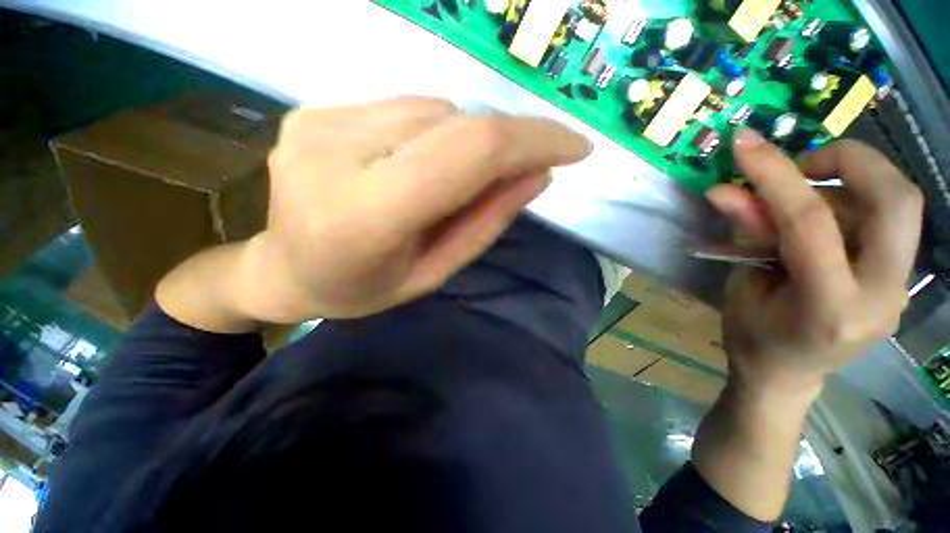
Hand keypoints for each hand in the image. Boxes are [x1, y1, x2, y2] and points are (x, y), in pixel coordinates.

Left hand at [241, 97, 590, 321]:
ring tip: (448, 183)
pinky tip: (415, 164)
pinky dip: (431, 133)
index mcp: (365, 215)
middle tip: (517, 172)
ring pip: (431, 110)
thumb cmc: (363, 288)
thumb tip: (538, 173)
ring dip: (463, 141)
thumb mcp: (433, 272)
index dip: (531, 140)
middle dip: (504, 143)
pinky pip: (403, 109)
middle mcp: (335, 153)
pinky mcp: (313, 109)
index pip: (467, 152)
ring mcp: (317, 121)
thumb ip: (485, 222)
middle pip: (454, 124)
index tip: (576, 147)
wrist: (284, 269)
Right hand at [706, 129, 923, 396]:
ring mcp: (899, 288)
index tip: (745, 142)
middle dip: (851, 162)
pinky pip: (887, 221)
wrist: (787, 377)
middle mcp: (881, 295)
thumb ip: (746, 236)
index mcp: (829, 307)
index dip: (775, 174)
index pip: (810, 223)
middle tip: (804, 164)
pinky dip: (852, 204)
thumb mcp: (741, 287)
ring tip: (800, 202)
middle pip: (896, 201)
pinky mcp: (900, 278)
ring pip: (896, 204)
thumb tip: (725, 190)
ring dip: (846, 184)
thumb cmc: (753, 338)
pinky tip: (820, 221)